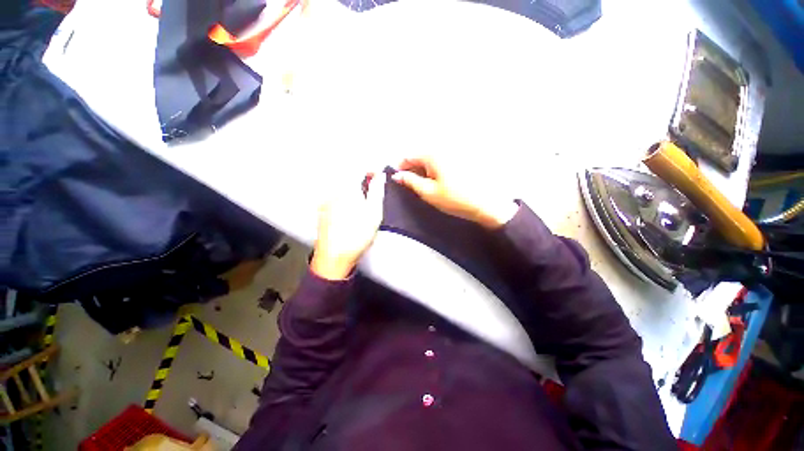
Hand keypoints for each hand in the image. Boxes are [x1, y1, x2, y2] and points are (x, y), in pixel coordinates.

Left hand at [311, 172, 385, 279]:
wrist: (334, 257)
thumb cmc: (357, 236)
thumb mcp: (374, 213)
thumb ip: (377, 191)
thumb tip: (380, 176)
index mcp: (346, 188)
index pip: (357, 167)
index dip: (370, 168)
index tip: (378, 175)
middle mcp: (332, 190)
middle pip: (347, 173)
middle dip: (361, 175)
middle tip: (372, 184)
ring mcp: (325, 200)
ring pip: (340, 183)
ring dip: (353, 185)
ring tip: (363, 197)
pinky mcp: (322, 209)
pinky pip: (334, 193)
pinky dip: (345, 194)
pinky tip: (351, 207)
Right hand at [392, 157, 517, 228]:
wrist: (487, 204)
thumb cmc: (455, 199)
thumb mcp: (428, 192)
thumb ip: (410, 181)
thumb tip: (397, 175)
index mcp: (432, 154)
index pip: (408, 156)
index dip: (400, 167)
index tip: (397, 179)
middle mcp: (443, 148)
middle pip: (420, 156)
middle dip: (412, 169)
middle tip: (411, 185)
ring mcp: (454, 153)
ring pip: (431, 159)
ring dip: (424, 170)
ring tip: (425, 186)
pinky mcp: (462, 159)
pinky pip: (442, 161)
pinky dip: (435, 170)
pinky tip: (438, 182)